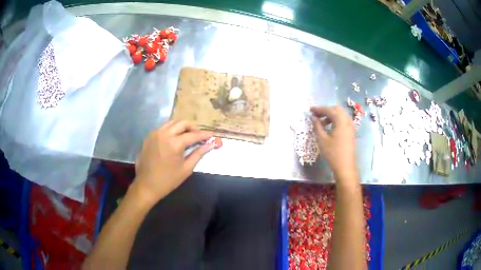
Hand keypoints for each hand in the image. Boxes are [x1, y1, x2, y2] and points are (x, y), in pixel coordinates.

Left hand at [132, 120, 213, 203]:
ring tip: (188, 136)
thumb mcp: (186, 168)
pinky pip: (163, 127)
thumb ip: (199, 154)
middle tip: (199, 136)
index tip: (212, 135)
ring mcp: (155, 133)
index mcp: (174, 143)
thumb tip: (211, 144)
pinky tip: (175, 139)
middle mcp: (164, 134)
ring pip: (172, 123)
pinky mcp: (149, 136)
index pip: (193, 135)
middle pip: (182, 123)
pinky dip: (172, 130)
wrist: (146, 185)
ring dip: (182, 127)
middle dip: (193, 128)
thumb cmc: (168, 180)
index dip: (204, 134)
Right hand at [310, 106, 357, 180]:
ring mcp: (351, 126)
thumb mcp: (322, 139)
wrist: (345, 166)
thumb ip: (317, 126)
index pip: (328, 110)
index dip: (318, 109)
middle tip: (316, 115)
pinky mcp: (351, 131)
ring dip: (331, 115)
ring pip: (340, 114)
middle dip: (326, 110)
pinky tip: (330, 127)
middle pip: (336, 109)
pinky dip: (336, 120)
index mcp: (340, 121)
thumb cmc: (332, 153)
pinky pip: (343, 120)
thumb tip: (314, 118)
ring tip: (321, 122)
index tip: (310, 110)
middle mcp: (347, 120)